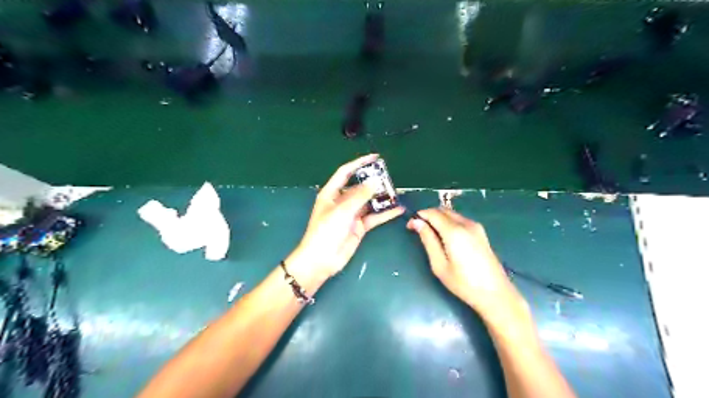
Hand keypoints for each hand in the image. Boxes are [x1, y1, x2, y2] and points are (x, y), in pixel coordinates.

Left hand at [286, 153, 403, 284]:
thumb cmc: (326, 231)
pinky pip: (374, 217)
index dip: (359, 163)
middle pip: (360, 187)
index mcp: (331, 193)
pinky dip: (385, 213)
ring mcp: (352, 214)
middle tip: (390, 178)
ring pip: (369, 202)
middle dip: (374, 182)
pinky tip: (398, 209)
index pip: (346, 172)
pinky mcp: (359, 227)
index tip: (375, 158)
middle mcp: (342, 201)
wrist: (322, 259)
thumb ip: (360, 196)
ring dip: (381, 198)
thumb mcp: (342, 210)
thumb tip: (375, 181)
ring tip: (397, 192)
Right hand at [407, 209, 521, 317]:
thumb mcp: (439, 265)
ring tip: (430, 234)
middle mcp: (466, 224)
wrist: (495, 293)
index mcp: (454, 231)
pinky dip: (449, 221)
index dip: (419, 216)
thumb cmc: (464, 283)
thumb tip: (416, 222)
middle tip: (418, 229)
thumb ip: (428, 240)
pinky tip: (446, 236)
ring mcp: (476, 227)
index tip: (410, 225)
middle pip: (443, 210)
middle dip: (428, 215)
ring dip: (439, 218)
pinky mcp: (481, 232)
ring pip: (452, 213)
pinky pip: (460, 219)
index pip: (432, 213)